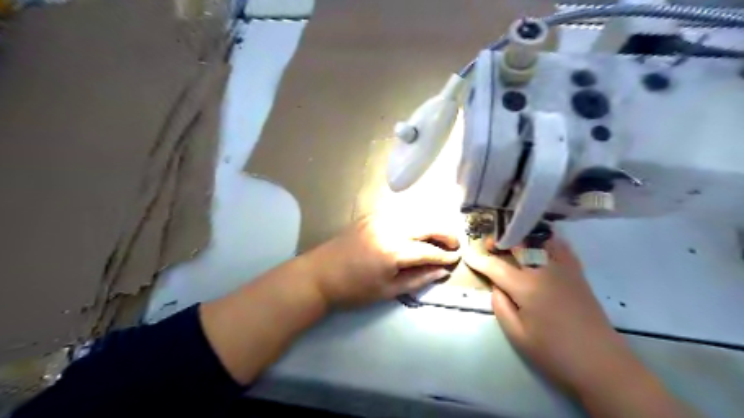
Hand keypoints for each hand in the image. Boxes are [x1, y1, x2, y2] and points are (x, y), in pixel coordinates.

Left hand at [307, 215, 459, 307]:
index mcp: (393, 251)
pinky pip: (400, 212)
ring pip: (415, 214)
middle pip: (426, 224)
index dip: (444, 256)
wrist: (319, 275)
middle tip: (454, 244)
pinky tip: (417, 228)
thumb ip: (418, 279)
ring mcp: (379, 218)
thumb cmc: (353, 289)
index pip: (428, 250)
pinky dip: (414, 218)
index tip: (456, 258)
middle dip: (444, 233)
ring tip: (439, 236)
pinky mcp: (371, 215)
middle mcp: (389, 228)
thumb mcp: (387, 291)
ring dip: (431, 223)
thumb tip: (441, 272)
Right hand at [463, 238, 632, 394]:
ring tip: (515, 239)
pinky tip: (543, 243)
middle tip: (490, 243)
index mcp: (526, 287)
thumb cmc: (554, 353)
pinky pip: (562, 248)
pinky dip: (550, 241)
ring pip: (542, 241)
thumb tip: (496, 286)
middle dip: (501, 241)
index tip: (468, 254)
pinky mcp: (578, 275)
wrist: (602, 364)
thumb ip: (501, 306)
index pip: (496, 267)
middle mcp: (544, 271)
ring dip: (525, 237)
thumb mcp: (517, 335)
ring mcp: (564, 270)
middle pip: (519, 246)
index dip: (480, 261)